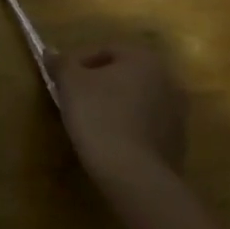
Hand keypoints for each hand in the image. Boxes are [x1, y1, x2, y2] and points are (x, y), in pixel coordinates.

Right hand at [55, 39, 188, 184]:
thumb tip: (50, 53)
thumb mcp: (70, 83)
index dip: (78, 64)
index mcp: (144, 58)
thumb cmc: (100, 116)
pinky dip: (129, 129)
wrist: (135, 177)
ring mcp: (178, 114)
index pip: (104, 51)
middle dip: (99, 84)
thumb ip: (61, 63)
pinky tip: (111, 143)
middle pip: (123, 75)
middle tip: (75, 100)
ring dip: (115, 106)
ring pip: (136, 101)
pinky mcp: (178, 144)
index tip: (61, 81)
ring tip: (91, 124)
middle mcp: (168, 80)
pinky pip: (146, 127)